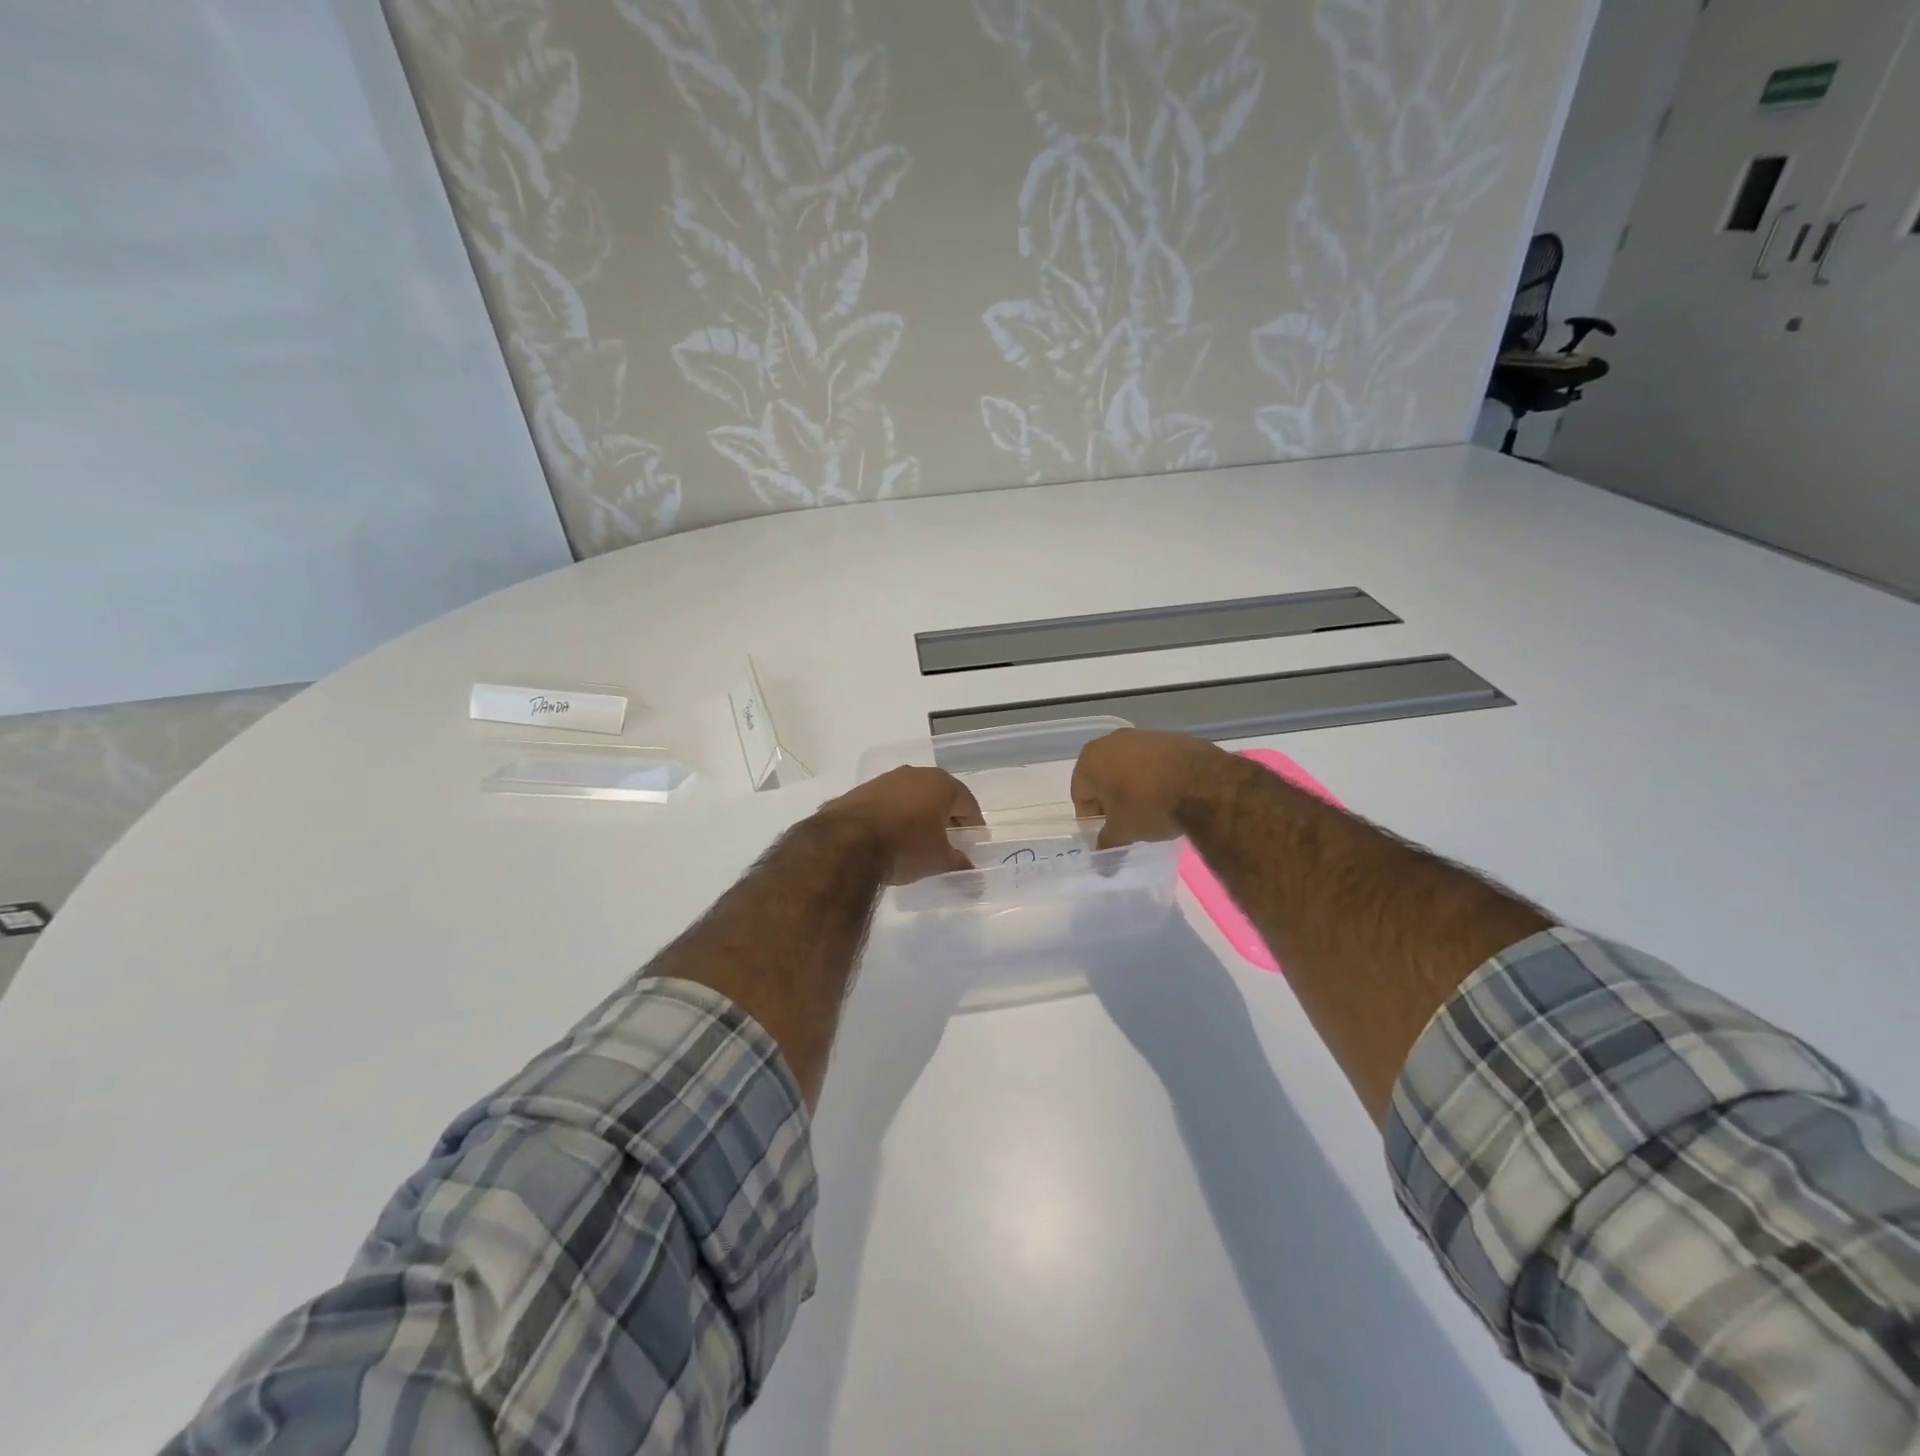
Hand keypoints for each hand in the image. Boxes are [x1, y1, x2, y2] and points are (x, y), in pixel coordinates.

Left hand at [816, 766, 984, 884]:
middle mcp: (915, 774)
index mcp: (941, 784)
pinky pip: (887, 803)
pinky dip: (894, 815)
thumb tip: (972, 872)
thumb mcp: (938, 860)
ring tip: (918, 838)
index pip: (967, 803)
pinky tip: (890, 835)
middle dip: (946, 816)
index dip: (973, 824)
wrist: (846, 842)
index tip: (973, 841)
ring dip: (918, 814)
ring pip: (911, 796)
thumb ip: (958, 863)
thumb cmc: (906, 846)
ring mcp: (885, 779)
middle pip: (939, 795)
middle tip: (949, 839)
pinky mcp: (861, 790)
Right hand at [1071, 729, 1228, 848]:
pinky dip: (1155, 777)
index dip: (1092, 819)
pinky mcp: (1170, 737)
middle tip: (1125, 823)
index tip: (1107, 834)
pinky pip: (1153, 762)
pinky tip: (1169, 795)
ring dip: (1133, 788)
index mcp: (1090, 759)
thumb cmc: (1149, 805)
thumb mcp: (1124, 831)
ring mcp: (1142, 735)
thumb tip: (1101, 862)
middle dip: (1111, 800)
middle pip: (1103, 777)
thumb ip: (1107, 843)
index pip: (1080, 794)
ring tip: (1150, 810)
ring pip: (1129, 768)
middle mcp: (1111, 741)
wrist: (1203, 783)